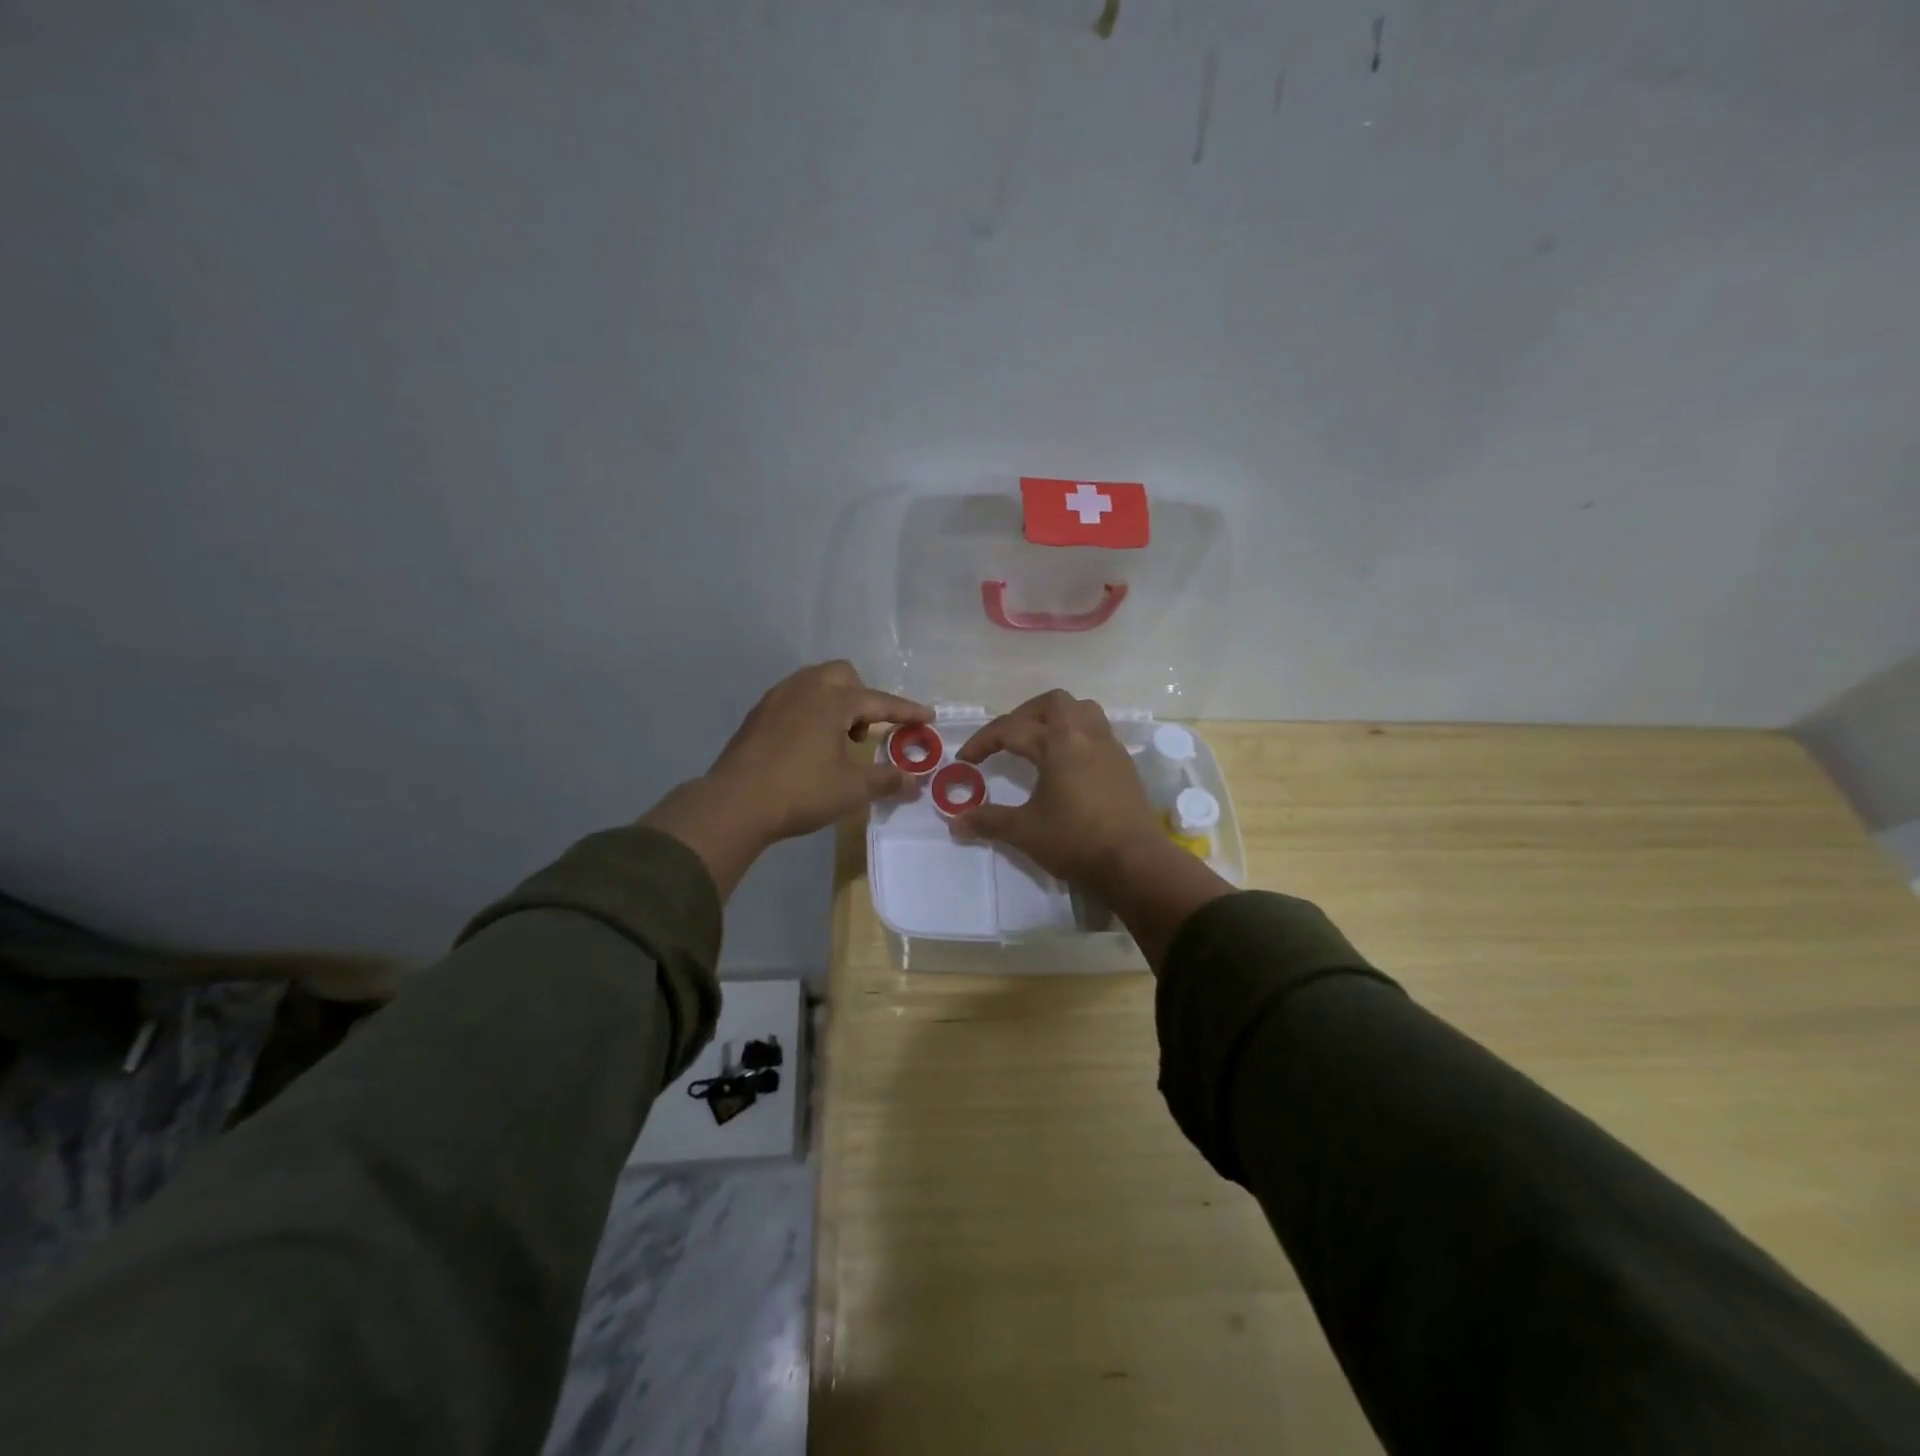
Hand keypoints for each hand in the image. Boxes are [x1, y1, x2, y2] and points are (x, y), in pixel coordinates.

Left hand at [641, 661, 930, 895]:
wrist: (734, 803)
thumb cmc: (801, 792)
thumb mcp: (852, 789)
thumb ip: (887, 780)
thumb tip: (915, 781)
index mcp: (833, 700)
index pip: (880, 701)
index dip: (906, 711)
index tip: (928, 716)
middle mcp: (805, 688)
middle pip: (843, 675)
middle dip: (863, 697)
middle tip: (867, 731)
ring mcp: (776, 698)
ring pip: (815, 683)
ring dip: (835, 702)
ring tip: (838, 739)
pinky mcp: (757, 714)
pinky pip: (794, 698)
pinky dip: (811, 711)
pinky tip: (808, 745)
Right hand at [951, 690, 1163, 890]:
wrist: (1135, 862)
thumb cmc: (1076, 841)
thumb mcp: (1025, 831)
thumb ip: (989, 820)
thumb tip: (955, 821)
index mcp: (1059, 743)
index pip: (1011, 730)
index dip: (983, 742)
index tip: (965, 760)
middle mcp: (1086, 735)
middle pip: (1053, 703)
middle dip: (1024, 714)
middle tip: (1007, 738)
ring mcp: (1110, 748)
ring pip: (1083, 711)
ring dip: (1056, 718)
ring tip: (1038, 742)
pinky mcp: (1125, 765)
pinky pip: (1098, 733)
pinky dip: (1077, 737)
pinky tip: (1067, 764)